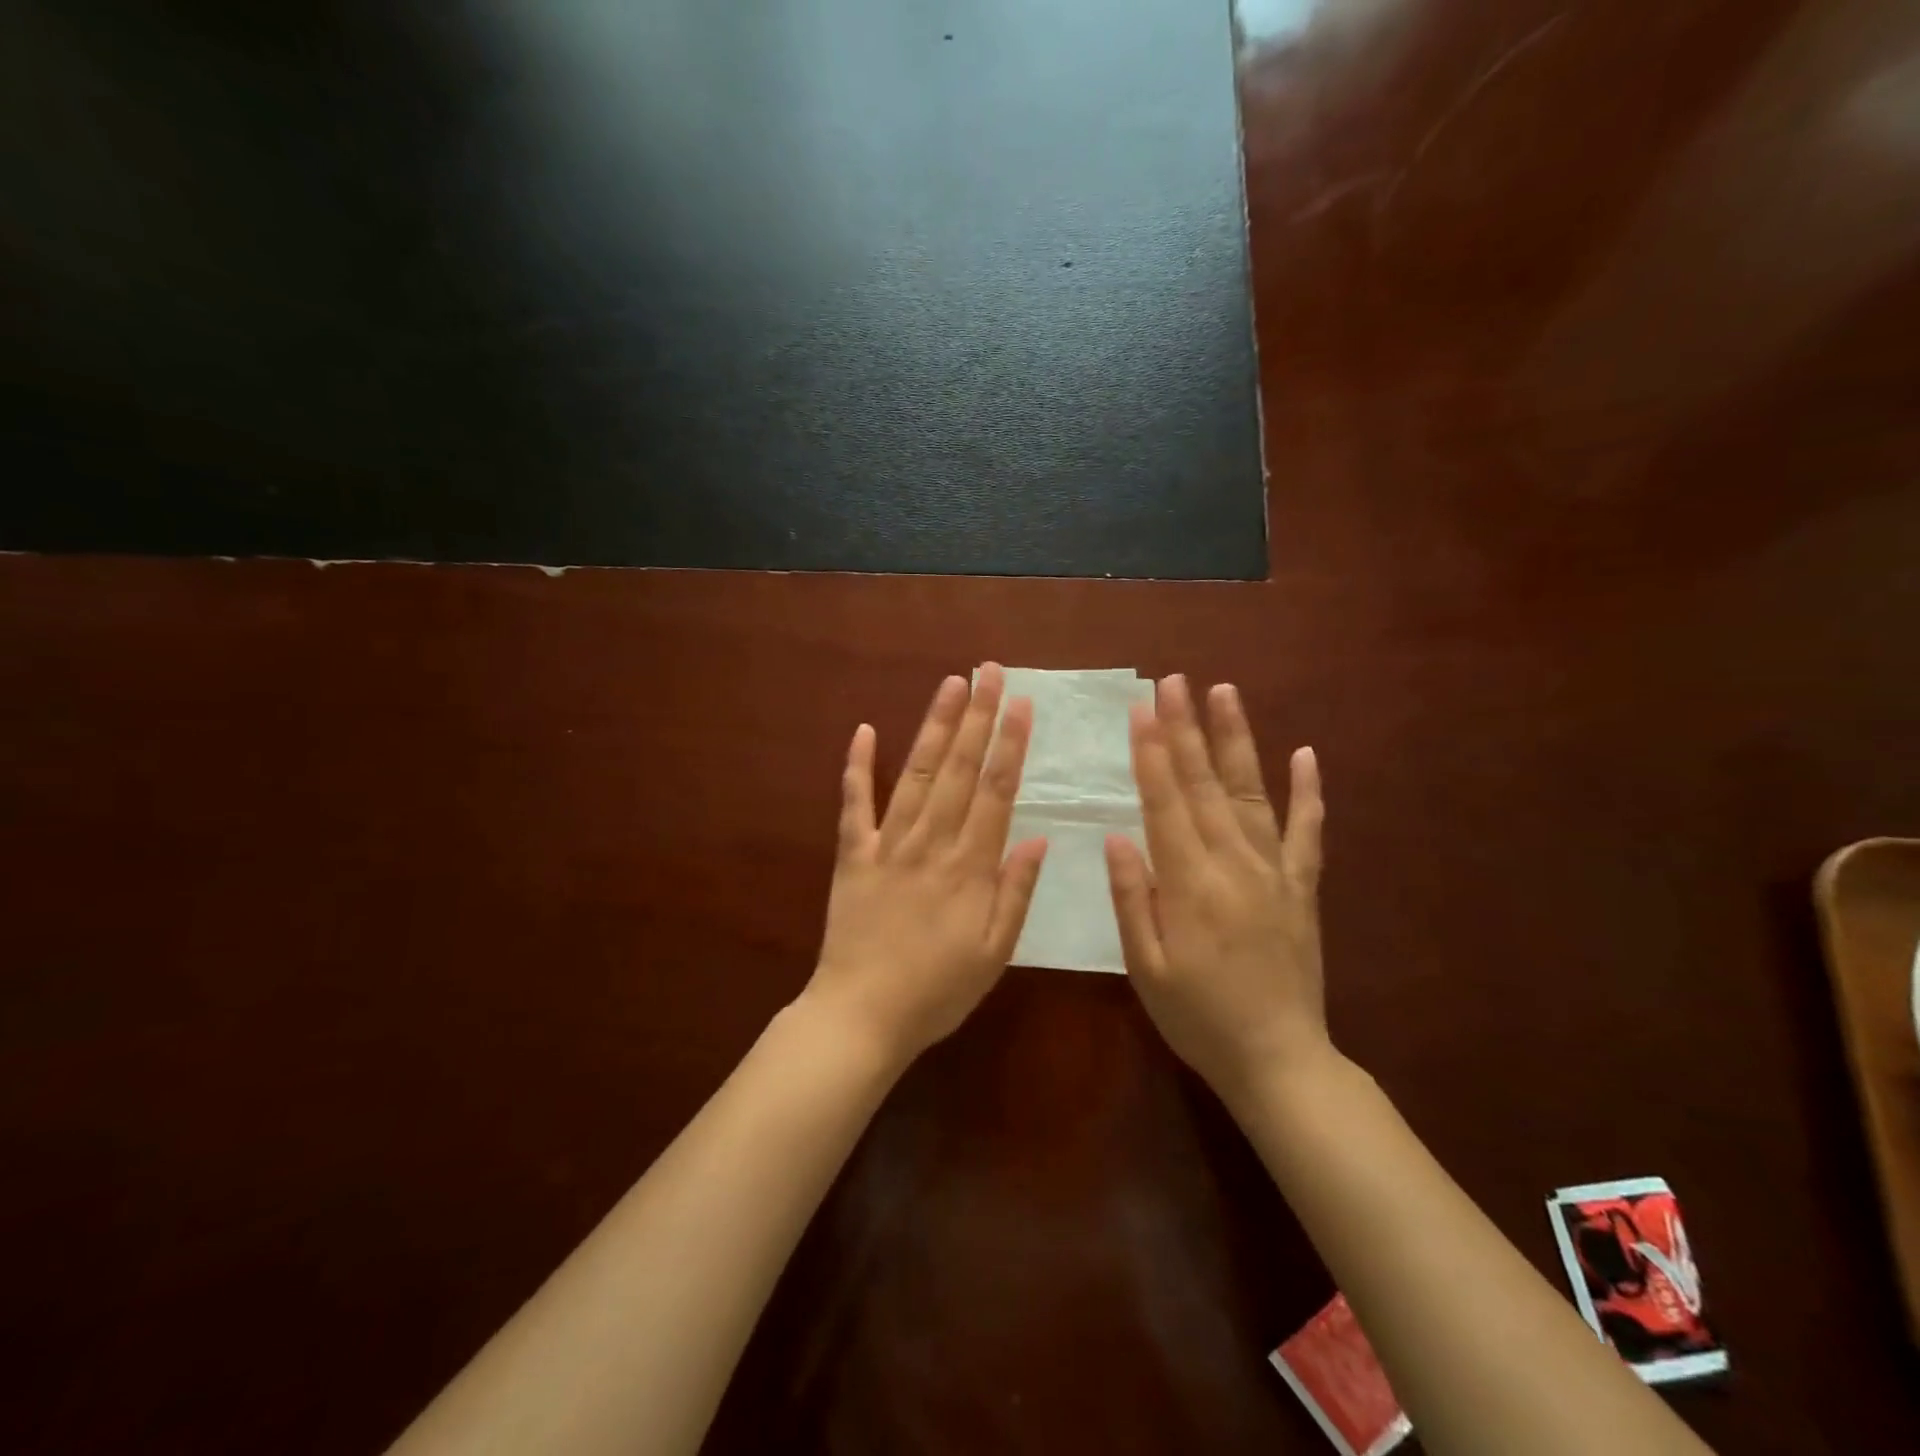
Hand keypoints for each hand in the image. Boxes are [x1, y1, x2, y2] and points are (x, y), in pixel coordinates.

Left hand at [804, 663, 1047, 1065]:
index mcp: (969, 868)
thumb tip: (1038, 839)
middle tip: (988, 671)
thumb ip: (1016, 893)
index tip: (1020, 704)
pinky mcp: (852, 855)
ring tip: (950, 685)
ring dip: (935, 727)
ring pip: (916, 774)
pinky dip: (858, 766)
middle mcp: (930, 843)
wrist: (861, 1016)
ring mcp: (887, 845)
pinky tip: (864, 730)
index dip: (1009, 745)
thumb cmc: (937, 991)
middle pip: (959, 770)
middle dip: (977, 717)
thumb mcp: (994, 954)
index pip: (995, 792)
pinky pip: (854, 804)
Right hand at [1105, 675, 1328, 1105]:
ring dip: (1236, 740)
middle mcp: (1235, 865)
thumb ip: (1134, 898)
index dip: (1153, 754)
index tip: (1142, 711)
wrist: (1279, 1060)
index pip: (1166, 804)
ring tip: (1224, 693)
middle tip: (1173, 682)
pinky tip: (1305, 754)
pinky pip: (1308, 832)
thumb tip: (1118, 836)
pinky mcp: (1302, 887)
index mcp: (1192, 884)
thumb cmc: (1198, 1017)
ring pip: (1251, 793)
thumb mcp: (1147, 968)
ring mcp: (1275, 872)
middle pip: (1204, 785)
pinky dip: (1309, 792)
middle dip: (1186, 729)